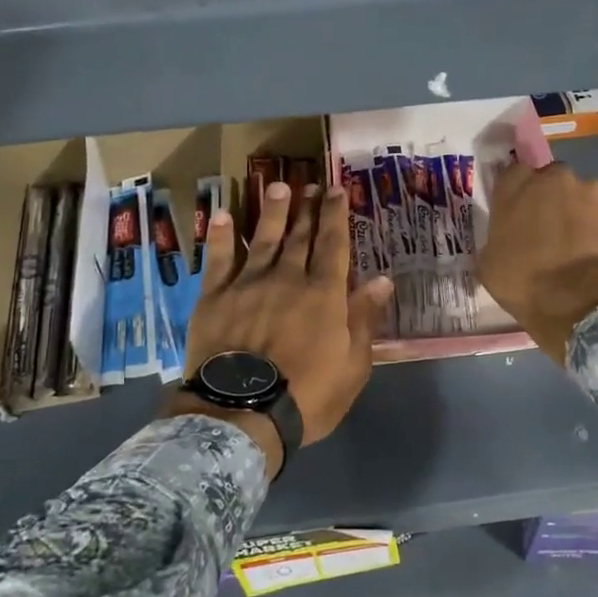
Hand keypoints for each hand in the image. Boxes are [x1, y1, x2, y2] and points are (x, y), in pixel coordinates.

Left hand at [174, 182, 393, 464]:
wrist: (242, 413)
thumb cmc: (307, 395)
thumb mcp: (352, 365)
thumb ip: (364, 318)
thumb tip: (382, 279)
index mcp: (324, 295)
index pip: (334, 246)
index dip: (336, 216)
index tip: (337, 190)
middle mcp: (288, 279)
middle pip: (300, 237)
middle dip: (307, 209)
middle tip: (310, 184)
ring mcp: (249, 285)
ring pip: (262, 239)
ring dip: (271, 212)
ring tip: (276, 187)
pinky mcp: (215, 297)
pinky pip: (218, 260)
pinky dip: (221, 237)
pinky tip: (222, 215)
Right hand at [479, 161, 597, 364]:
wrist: (580, 302)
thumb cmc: (524, 282)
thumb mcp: (488, 264)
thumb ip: (496, 239)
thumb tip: (504, 241)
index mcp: (516, 186)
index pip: (513, 172)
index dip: (516, 191)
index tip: (517, 211)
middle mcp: (555, 179)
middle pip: (551, 179)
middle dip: (550, 196)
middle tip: (546, 228)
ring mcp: (592, 194)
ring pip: (582, 195)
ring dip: (577, 211)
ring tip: (575, 244)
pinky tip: (595, 255)